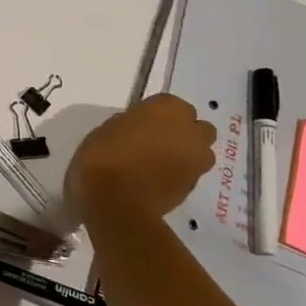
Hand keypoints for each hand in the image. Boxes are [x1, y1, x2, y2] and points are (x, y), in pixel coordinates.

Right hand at [67, 94, 217, 223]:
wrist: (116, 201)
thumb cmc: (105, 156)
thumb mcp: (108, 129)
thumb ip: (131, 124)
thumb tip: (139, 130)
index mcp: (168, 108)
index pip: (169, 104)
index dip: (155, 115)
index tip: (139, 124)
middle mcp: (190, 131)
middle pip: (196, 127)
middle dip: (183, 133)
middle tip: (156, 142)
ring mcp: (197, 160)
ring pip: (200, 152)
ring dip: (186, 154)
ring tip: (160, 164)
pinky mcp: (194, 186)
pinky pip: (190, 174)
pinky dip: (178, 175)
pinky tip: (157, 182)